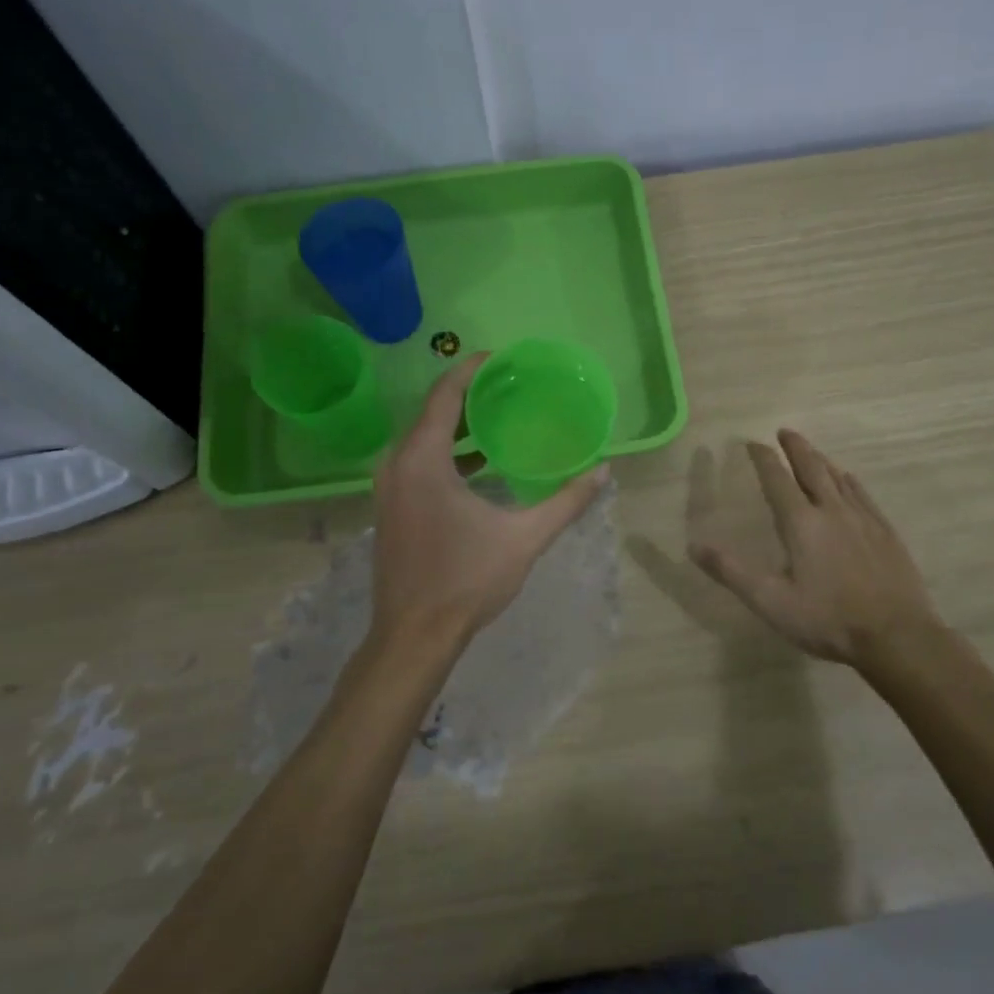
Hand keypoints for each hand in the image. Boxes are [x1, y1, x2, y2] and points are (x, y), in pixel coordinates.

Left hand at [372, 356, 608, 645]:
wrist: (413, 636)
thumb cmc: (466, 581)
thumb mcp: (524, 538)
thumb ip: (566, 501)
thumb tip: (604, 471)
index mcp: (422, 460)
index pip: (444, 394)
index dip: (472, 369)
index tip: (502, 358)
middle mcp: (397, 465)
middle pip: (432, 412)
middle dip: (470, 395)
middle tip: (511, 385)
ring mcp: (389, 488)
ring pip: (424, 440)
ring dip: (458, 426)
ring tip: (500, 416)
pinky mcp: (391, 508)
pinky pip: (418, 462)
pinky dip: (447, 453)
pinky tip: (480, 463)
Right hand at [690, 429, 938, 664]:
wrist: (896, 636)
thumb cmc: (827, 620)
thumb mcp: (770, 601)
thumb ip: (731, 571)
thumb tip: (694, 546)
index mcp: (801, 523)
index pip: (777, 480)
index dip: (763, 459)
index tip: (752, 442)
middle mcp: (832, 511)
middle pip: (812, 469)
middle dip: (796, 448)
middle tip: (785, 431)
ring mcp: (863, 519)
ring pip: (839, 478)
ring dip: (821, 460)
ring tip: (811, 452)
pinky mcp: (886, 532)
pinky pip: (863, 495)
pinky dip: (849, 481)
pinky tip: (849, 480)